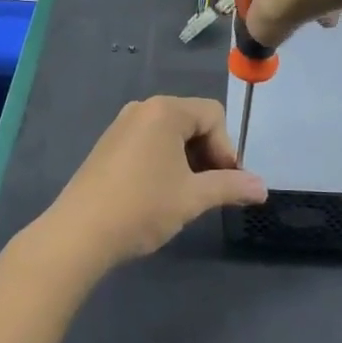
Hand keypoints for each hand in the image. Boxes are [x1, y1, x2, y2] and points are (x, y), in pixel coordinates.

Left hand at [36, 96, 266, 276]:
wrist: (78, 234)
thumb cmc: (142, 207)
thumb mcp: (193, 198)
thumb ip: (230, 186)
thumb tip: (263, 188)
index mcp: (166, 110)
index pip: (214, 115)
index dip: (227, 148)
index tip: (225, 183)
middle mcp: (143, 108)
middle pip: (193, 121)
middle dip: (208, 154)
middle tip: (209, 191)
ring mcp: (122, 126)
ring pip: (171, 134)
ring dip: (188, 160)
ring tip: (186, 196)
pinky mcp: (108, 145)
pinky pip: (149, 142)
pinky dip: (164, 161)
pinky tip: (159, 194)